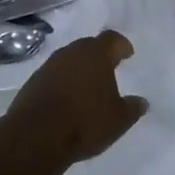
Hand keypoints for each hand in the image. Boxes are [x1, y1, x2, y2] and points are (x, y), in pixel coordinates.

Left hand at [4, 30, 148, 162]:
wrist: (36, 135)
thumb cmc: (85, 121)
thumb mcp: (118, 120)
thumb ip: (132, 108)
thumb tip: (141, 102)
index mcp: (95, 54)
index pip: (112, 39)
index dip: (121, 45)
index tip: (127, 53)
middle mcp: (71, 53)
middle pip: (88, 46)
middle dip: (99, 56)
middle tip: (108, 69)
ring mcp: (49, 65)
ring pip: (69, 60)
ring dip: (79, 69)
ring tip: (88, 87)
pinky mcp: (33, 81)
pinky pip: (54, 75)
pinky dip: (63, 82)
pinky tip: (68, 99)